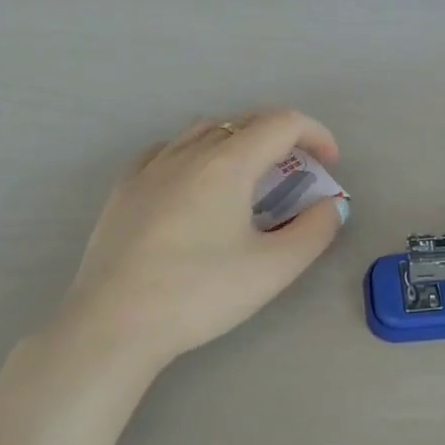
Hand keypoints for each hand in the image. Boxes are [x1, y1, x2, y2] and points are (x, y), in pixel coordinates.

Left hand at [52, 110, 347, 368]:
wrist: (113, 324)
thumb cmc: (200, 293)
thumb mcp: (273, 269)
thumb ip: (314, 231)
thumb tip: (330, 205)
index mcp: (228, 164)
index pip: (282, 123)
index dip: (315, 134)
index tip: (330, 164)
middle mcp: (188, 152)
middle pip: (244, 121)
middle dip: (281, 137)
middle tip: (297, 173)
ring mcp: (150, 167)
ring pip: (203, 130)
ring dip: (238, 141)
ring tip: (249, 177)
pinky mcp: (124, 189)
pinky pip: (167, 150)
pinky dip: (195, 153)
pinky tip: (194, 183)